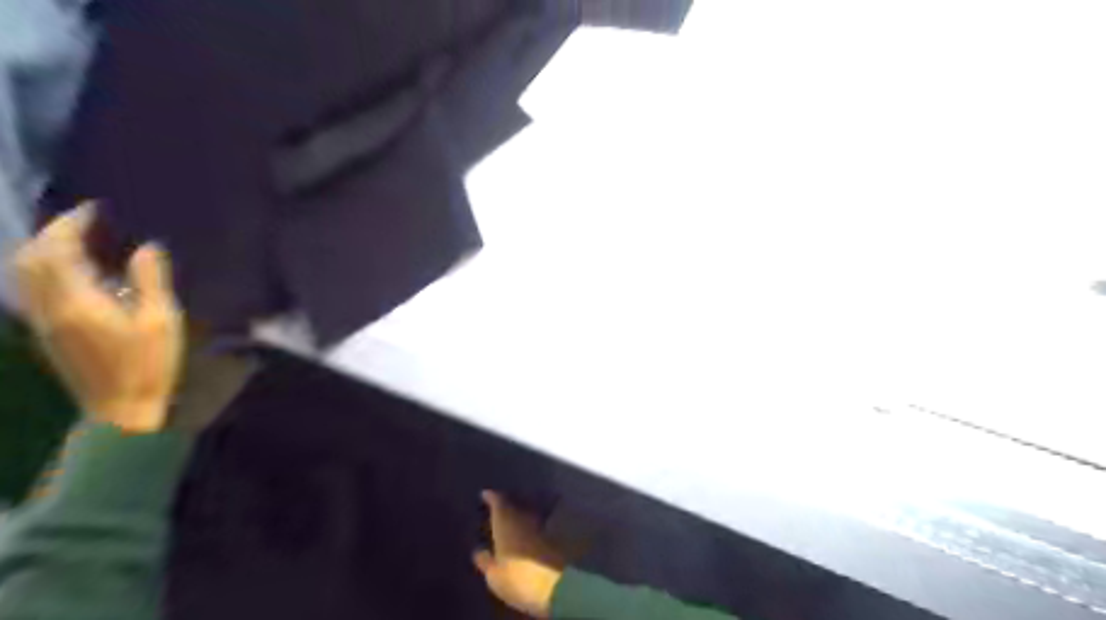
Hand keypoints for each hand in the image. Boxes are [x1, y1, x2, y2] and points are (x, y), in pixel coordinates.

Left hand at [13, 205, 181, 433]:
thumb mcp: (161, 320)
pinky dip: (45, 270)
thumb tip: (147, 247)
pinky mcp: (47, 333)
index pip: (59, 251)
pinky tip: (73, 273)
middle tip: (82, 221)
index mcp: (78, 302)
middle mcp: (50, 307)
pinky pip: (33, 290)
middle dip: (51, 233)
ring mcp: (44, 322)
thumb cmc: (149, 363)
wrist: (121, 408)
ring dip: (43, 250)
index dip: (71, 225)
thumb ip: (152, 281)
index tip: (93, 210)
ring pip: (25, 274)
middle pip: (31, 259)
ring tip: (75, 241)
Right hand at [472, 491, 565, 617]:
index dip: (492, 497)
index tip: (485, 494)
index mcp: (506, 522)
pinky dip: (533, 526)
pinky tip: (529, 533)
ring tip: (514, 519)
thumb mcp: (494, 575)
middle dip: (508, 505)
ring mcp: (541, 525)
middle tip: (499, 508)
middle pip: (515, 504)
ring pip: (528, 513)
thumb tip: (479, 551)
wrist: (554, 586)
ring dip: (521, 514)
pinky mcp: (554, 536)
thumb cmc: (517, 578)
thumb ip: (485, 561)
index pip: (498, 501)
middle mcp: (524, 517)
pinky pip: (539, 525)